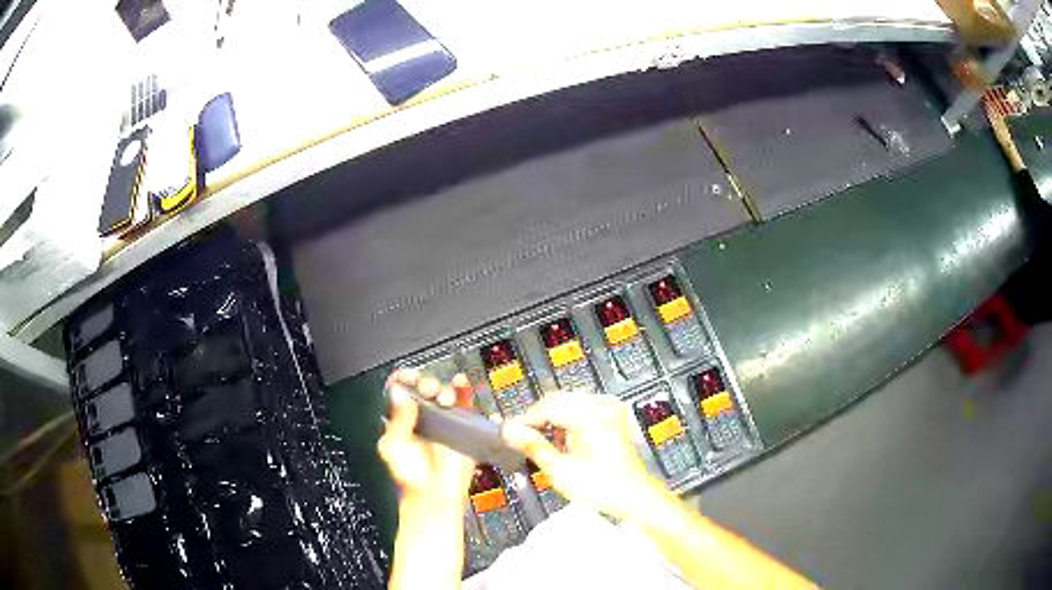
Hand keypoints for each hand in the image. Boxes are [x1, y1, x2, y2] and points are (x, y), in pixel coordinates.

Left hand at [378, 369, 475, 506]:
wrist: (434, 495)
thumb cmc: (410, 476)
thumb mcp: (394, 445)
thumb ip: (397, 418)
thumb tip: (399, 392)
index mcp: (401, 419)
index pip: (401, 390)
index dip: (404, 379)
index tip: (408, 378)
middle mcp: (423, 416)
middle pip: (425, 387)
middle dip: (426, 383)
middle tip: (428, 390)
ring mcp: (444, 421)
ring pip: (446, 392)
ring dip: (445, 388)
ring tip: (445, 398)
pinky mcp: (463, 426)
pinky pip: (467, 404)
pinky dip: (465, 391)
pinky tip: (461, 384)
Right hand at [501, 390, 661, 519]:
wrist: (636, 496)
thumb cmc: (602, 488)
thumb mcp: (561, 471)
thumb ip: (534, 447)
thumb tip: (509, 431)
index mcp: (591, 416)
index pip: (547, 407)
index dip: (523, 420)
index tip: (505, 433)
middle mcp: (602, 405)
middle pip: (557, 401)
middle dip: (537, 420)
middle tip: (520, 440)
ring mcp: (609, 408)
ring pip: (567, 404)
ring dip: (552, 421)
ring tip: (545, 447)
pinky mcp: (612, 415)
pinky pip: (580, 409)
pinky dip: (567, 422)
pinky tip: (564, 444)